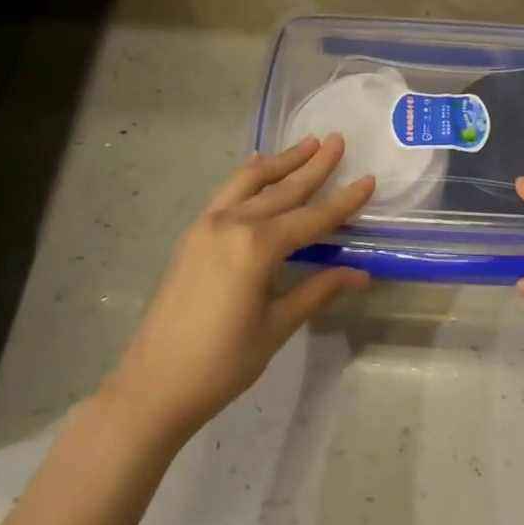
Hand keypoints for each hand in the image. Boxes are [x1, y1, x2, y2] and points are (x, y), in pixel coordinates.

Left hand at [108, 136, 374, 441]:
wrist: (154, 384)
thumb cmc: (223, 362)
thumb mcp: (278, 325)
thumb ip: (318, 290)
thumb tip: (361, 274)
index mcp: (258, 246)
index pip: (312, 218)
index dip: (344, 201)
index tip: (369, 179)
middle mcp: (232, 224)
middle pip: (282, 189)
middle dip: (313, 165)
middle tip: (337, 140)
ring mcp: (207, 225)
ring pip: (251, 182)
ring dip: (281, 162)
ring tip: (306, 143)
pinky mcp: (192, 234)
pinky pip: (226, 192)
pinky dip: (247, 176)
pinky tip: (257, 165)